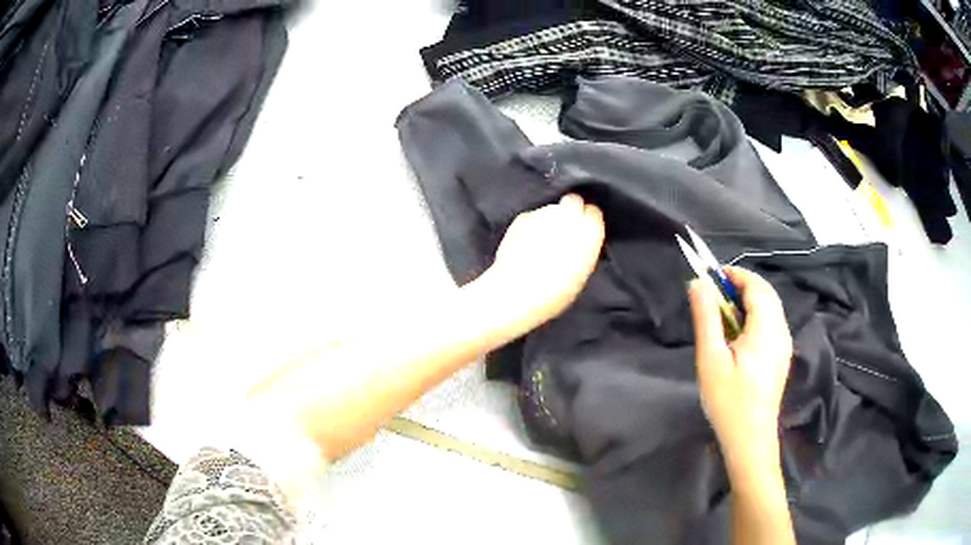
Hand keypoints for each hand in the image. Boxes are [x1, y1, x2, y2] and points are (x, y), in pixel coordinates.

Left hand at [473, 194, 604, 334]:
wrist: (518, 291)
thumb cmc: (554, 291)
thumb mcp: (581, 274)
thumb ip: (585, 250)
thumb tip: (581, 243)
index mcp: (590, 231)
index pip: (594, 213)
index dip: (588, 221)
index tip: (584, 230)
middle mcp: (569, 216)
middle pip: (573, 202)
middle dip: (570, 212)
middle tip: (565, 230)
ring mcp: (545, 213)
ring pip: (552, 209)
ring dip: (550, 220)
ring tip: (542, 243)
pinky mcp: (524, 217)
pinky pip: (532, 217)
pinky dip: (531, 226)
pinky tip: (527, 244)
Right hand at [688, 266, 792, 471]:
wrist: (750, 440)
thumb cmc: (729, 402)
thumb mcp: (711, 359)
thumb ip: (706, 318)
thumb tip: (698, 284)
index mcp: (766, 329)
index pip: (757, 287)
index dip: (736, 275)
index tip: (711, 275)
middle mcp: (781, 332)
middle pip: (766, 294)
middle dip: (742, 285)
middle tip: (714, 293)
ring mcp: (784, 345)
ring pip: (770, 308)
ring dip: (748, 301)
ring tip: (723, 312)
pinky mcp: (781, 357)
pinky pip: (771, 323)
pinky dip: (755, 316)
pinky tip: (738, 335)